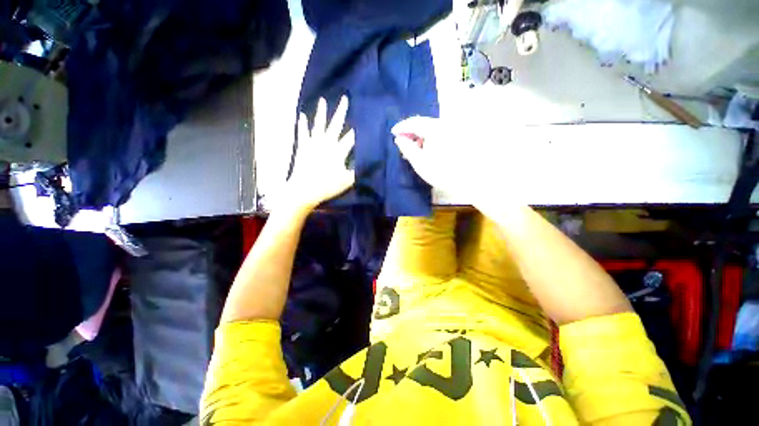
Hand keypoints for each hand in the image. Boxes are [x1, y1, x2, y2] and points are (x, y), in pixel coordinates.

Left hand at [286, 96, 354, 210]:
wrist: (304, 190)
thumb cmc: (327, 186)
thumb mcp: (347, 182)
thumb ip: (357, 171)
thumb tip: (367, 163)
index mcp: (338, 151)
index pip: (351, 138)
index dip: (358, 129)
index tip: (364, 119)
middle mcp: (326, 143)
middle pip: (336, 125)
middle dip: (341, 111)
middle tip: (345, 98)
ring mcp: (313, 144)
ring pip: (319, 125)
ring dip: (321, 112)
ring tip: (322, 100)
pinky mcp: (303, 147)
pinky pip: (303, 133)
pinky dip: (302, 124)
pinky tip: (302, 115)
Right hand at [391, 116, 483, 202]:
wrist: (470, 180)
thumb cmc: (442, 173)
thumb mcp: (420, 163)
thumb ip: (408, 149)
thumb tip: (399, 139)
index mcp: (435, 129)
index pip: (415, 122)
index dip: (402, 126)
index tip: (393, 133)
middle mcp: (445, 125)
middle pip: (424, 123)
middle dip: (411, 131)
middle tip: (403, 142)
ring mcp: (453, 130)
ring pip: (432, 128)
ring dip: (421, 136)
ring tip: (414, 148)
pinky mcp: (458, 137)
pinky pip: (439, 133)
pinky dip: (430, 138)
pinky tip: (428, 149)